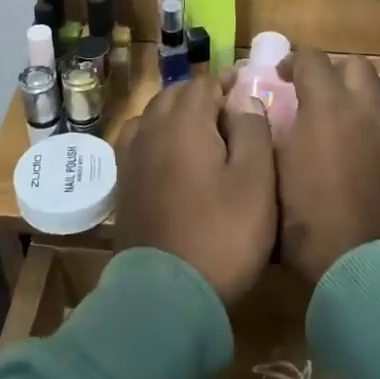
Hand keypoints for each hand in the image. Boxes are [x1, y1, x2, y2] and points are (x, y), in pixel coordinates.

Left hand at [114, 72, 276, 306]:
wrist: (166, 295)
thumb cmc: (221, 234)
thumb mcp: (255, 181)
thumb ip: (252, 130)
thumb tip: (244, 98)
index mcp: (184, 121)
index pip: (205, 83)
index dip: (229, 84)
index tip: (250, 92)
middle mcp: (151, 129)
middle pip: (176, 95)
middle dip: (203, 97)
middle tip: (233, 117)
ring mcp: (131, 156)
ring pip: (155, 116)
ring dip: (179, 116)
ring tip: (205, 136)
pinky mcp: (123, 183)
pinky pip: (140, 141)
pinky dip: (159, 138)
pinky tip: (174, 159)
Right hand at [273, 50, 379, 287]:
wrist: (366, 266)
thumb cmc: (308, 220)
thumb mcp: (273, 174)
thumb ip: (270, 136)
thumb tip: (264, 117)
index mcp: (328, 107)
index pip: (312, 59)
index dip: (293, 62)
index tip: (280, 77)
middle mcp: (365, 110)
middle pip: (355, 66)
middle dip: (332, 72)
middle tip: (313, 94)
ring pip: (375, 96)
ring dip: (353, 99)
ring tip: (333, 127)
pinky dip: (367, 127)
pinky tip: (353, 155)